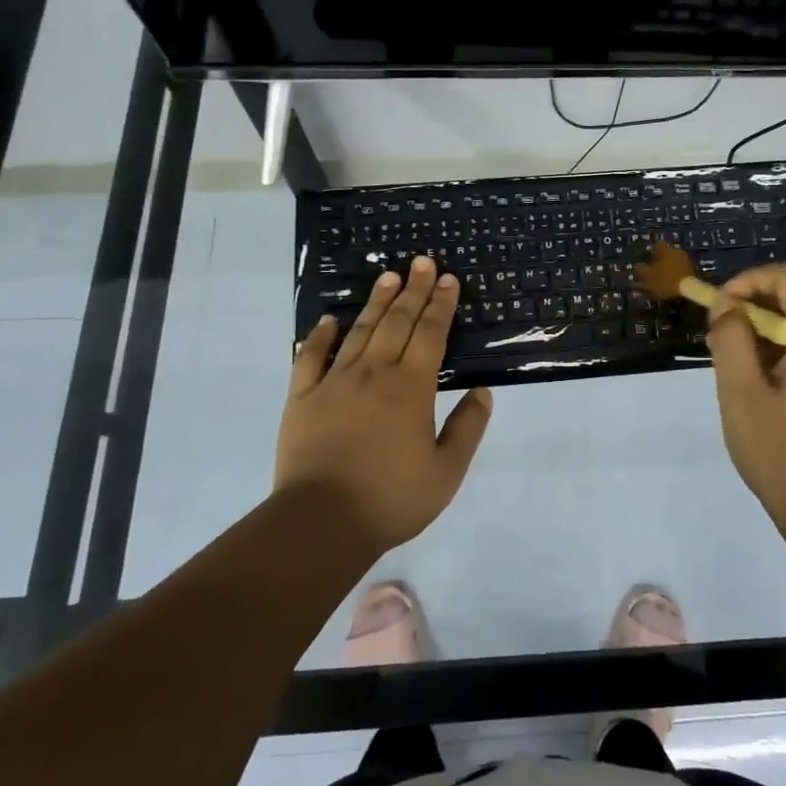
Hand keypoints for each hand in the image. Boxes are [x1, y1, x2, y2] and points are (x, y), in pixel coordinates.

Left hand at [277, 257, 493, 554]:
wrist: (321, 523)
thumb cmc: (391, 499)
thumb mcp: (446, 472)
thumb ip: (467, 428)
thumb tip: (483, 392)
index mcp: (411, 388)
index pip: (431, 334)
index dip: (441, 305)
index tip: (449, 279)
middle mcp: (374, 374)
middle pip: (397, 322)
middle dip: (414, 290)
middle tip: (422, 262)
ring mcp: (334, 382)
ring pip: (359, 332)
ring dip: (376, 302)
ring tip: (388, 276)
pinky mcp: (302, 398)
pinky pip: (310, 358)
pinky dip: (319, 336)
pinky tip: (328, 320)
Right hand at [705, 260, 785, 538]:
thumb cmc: (784, 454)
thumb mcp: (741, 395)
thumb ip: (730, 340)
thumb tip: (727, 305)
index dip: (752, 279)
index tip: (721, 307)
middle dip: (753, 313)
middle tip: (720, 345)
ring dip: (765, 339)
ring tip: (738, 377)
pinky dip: (783, 358)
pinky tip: (764, 394)